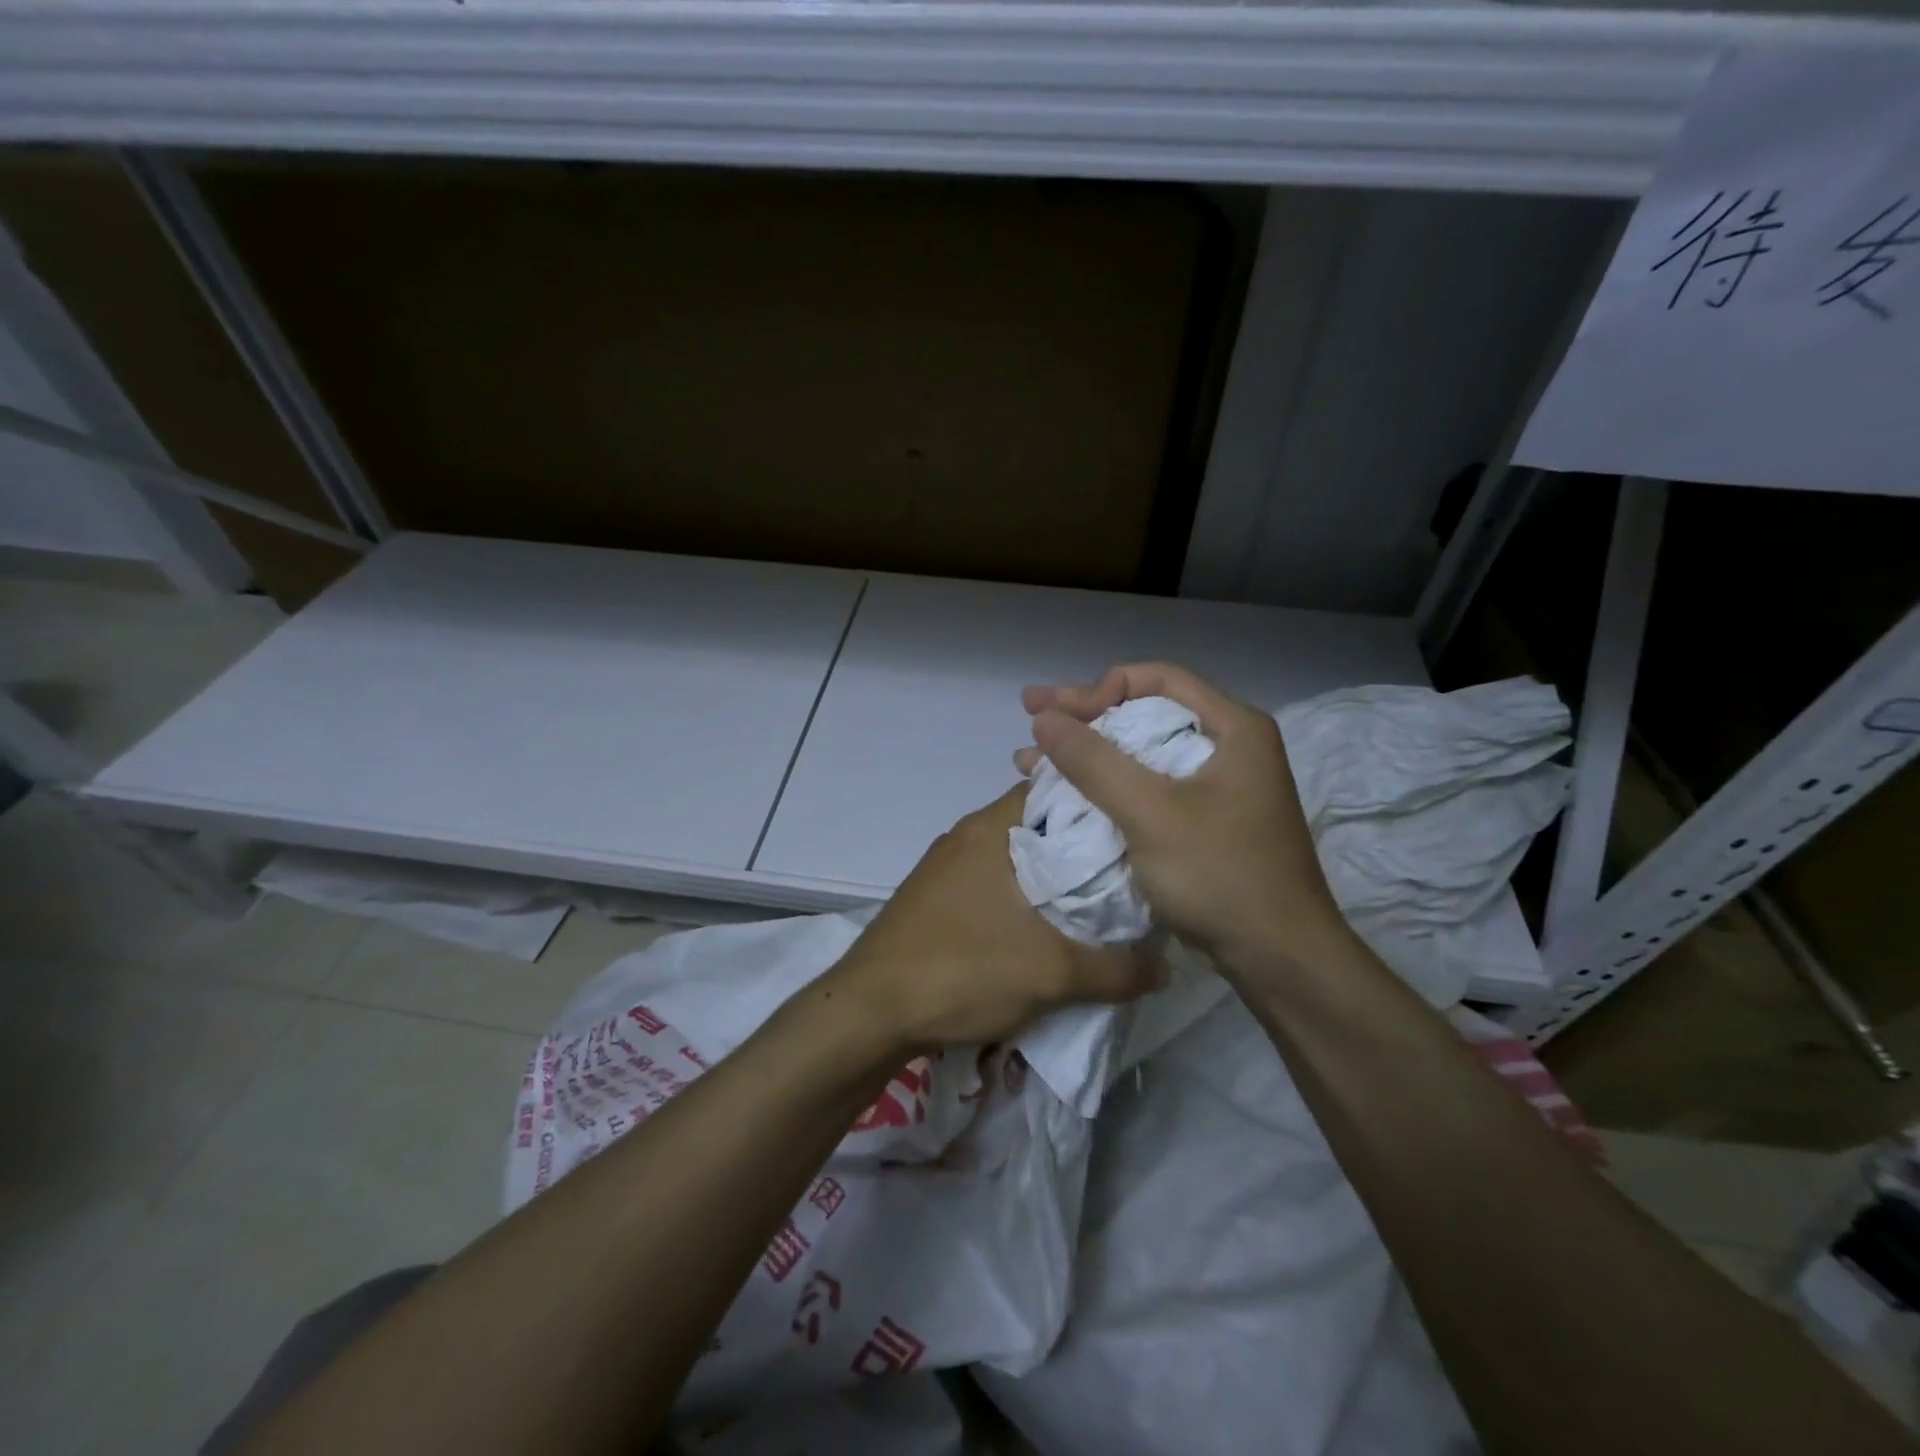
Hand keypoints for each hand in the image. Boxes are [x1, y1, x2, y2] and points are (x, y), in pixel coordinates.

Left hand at [829, 786, 1156, 1049]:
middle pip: (1037, 825)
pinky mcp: (933, 897)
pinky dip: (1020, 896)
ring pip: (1013, 857)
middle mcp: (966, 835)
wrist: (869, 1011)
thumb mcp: (1052, 974)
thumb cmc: (962, 970)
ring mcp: (944, 866)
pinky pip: (990, 882)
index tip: (1136, 823)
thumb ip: (1117, 969)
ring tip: (1095, 902)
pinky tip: (1043, 928)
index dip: (1098, 802)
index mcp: (991, 828)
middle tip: (1128, 870)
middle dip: (1080, 847)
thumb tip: (1164, 967)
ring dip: (1049, 876)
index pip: (1055, 789)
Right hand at [1016, 662, 1351, 973]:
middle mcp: (1228, 747)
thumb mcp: (1150, 812)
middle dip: (1083, 717)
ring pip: (1140, 753)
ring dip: (1086, 755)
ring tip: (1029, 759)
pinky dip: (1105, 787)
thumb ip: (1094, 761)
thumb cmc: (1220, 874)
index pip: (1157, 679)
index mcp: (1232, 728)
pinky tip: (1064, 796)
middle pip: (1145, 713)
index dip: (1101, 687)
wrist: (1278, 958)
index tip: (1061, 713)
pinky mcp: (1204, 821)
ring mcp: (1217, 787)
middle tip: (1031, 714)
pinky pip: (1146, 787)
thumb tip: (1044, 718)